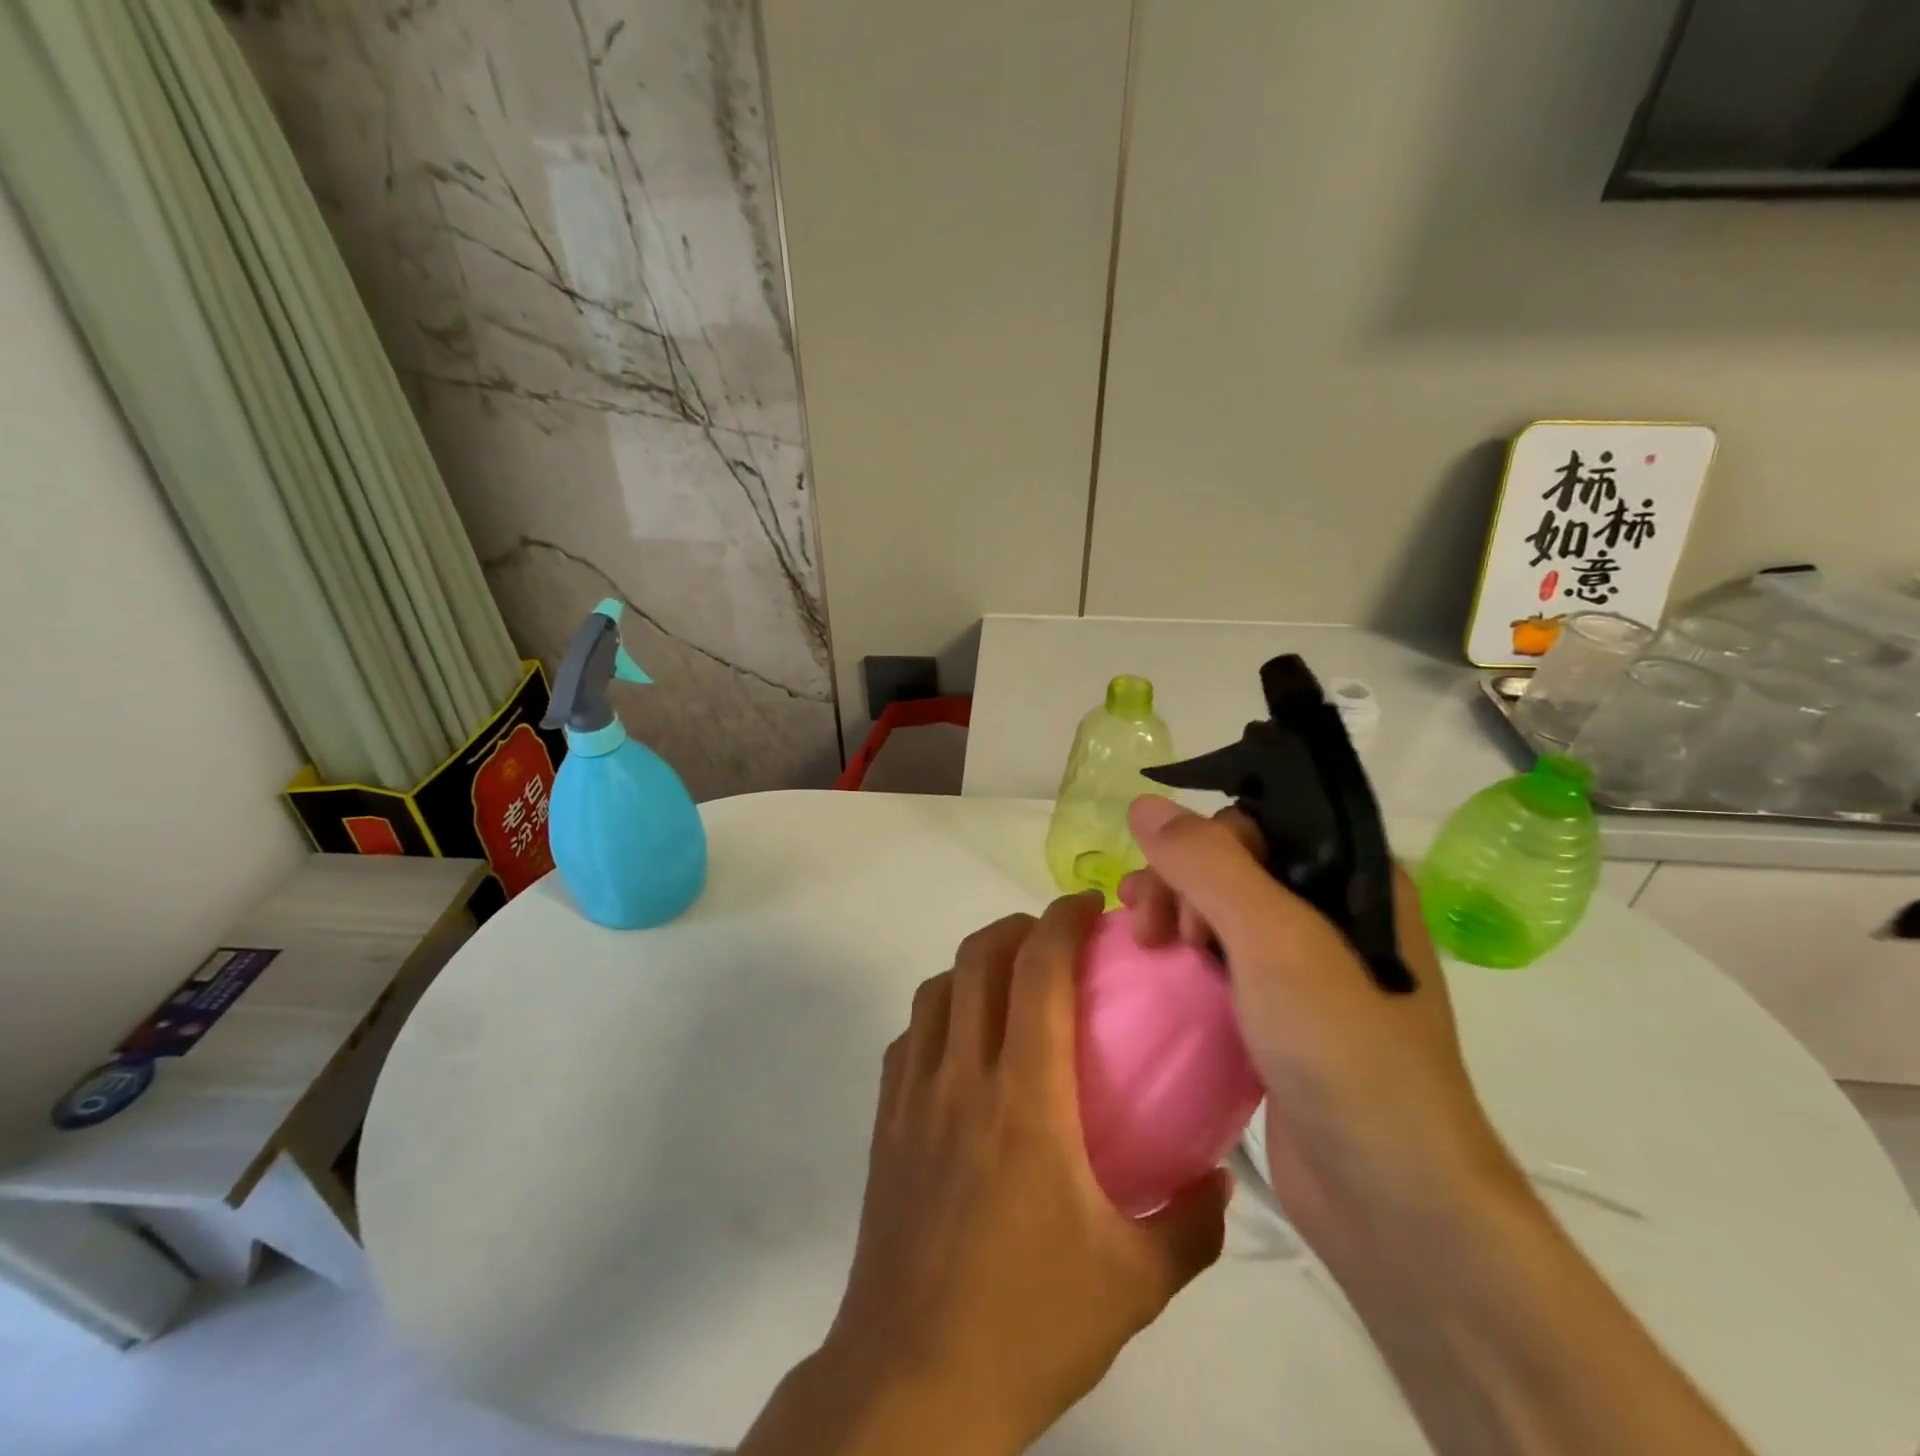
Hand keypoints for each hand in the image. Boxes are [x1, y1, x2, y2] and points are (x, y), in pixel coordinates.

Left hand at [804, 893, 1228, 1453]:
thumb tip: (1219, 1177)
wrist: (914, 1378)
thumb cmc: (1030, 1321)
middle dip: (1017, 927)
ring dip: (974, 964)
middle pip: (977, 958)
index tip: (1088, 904)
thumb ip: (1191, 1221)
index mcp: (1025, 1096)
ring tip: (1010, 982)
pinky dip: (941, 1013)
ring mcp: (914, 1094)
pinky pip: (910, 1036)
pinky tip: (966, 1045)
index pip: (1038, 971)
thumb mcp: (1136, 1281)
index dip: (1062, 920)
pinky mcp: (886, 1119)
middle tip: (1055, 938)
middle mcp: (962, 1074)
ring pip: (936, 988)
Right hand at [1119, 798, 1523, 1270]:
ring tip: (1145, 946)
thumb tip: (1144, 803)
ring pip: (1221, 910)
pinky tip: (1157, 967)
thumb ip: (1209, 865)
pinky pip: (1221, 959)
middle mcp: (1334, 912)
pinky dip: (1184, 956)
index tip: (1176, 896)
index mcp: (1355, 879)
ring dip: (1175, 914)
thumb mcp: (1275, 941)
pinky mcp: (1281, 1013)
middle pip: (1233, 863)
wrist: (1391, 1200)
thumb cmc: (1342, 1050)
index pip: (1260, 824)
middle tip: (1152, 931)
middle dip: (1179, 884)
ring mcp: (1308, 967)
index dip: (1205, 846)